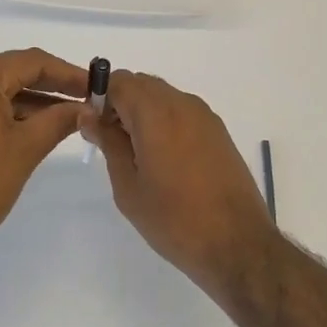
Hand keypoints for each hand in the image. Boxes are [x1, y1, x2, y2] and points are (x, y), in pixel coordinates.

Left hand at [0, 49, 89, 267]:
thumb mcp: (26, 148)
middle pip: (13, 72)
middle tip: (86, 102)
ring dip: (32, 103)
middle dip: (51, 87)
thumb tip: (85, 107)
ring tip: (67, 119)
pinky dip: (9, 115)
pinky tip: (35, 129)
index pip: (31, 62)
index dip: (68, 73)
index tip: (96, 87)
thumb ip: (59, 120)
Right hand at [79, 70, 280, 293]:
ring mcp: (205, 117)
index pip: (119, 81)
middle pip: (142, 84)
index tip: (91, 125)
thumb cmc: (173, 219)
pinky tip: (161, 158)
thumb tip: (90, 115)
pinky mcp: (219, 132)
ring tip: (134, 153)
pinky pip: (182, 111)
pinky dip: (164, 121)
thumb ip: (108, 143)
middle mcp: (183, 104)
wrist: (236, 244)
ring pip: (163, 96)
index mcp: (156, 113)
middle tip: (109, 140)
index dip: (99, 96)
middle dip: (120, 103)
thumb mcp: (128, 185)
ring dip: (143, 112)